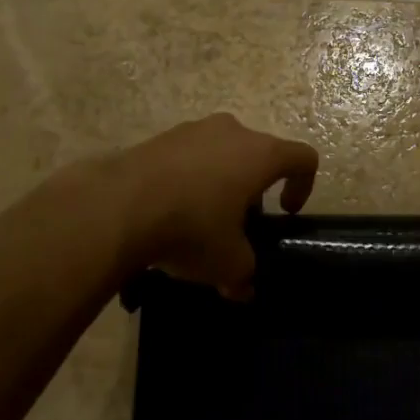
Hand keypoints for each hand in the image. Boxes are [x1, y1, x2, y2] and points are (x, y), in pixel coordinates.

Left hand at [116, 114, 318, 298]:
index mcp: (261, 154)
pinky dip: (188, 179)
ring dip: (220, 181)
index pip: (303, 158)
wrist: (116, 207)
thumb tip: (243, 289)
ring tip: (200, 218)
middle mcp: (231, 132)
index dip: (303, 186)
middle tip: (239, 222)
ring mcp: (192, 130)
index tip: (285, 213)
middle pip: (258, 154)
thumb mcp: (227, 263)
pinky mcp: (158, 137)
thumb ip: (244, 274)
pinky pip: (187, 156)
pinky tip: (168, 210)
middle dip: (254, 188)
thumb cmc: (191, 228)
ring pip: (221, 152)